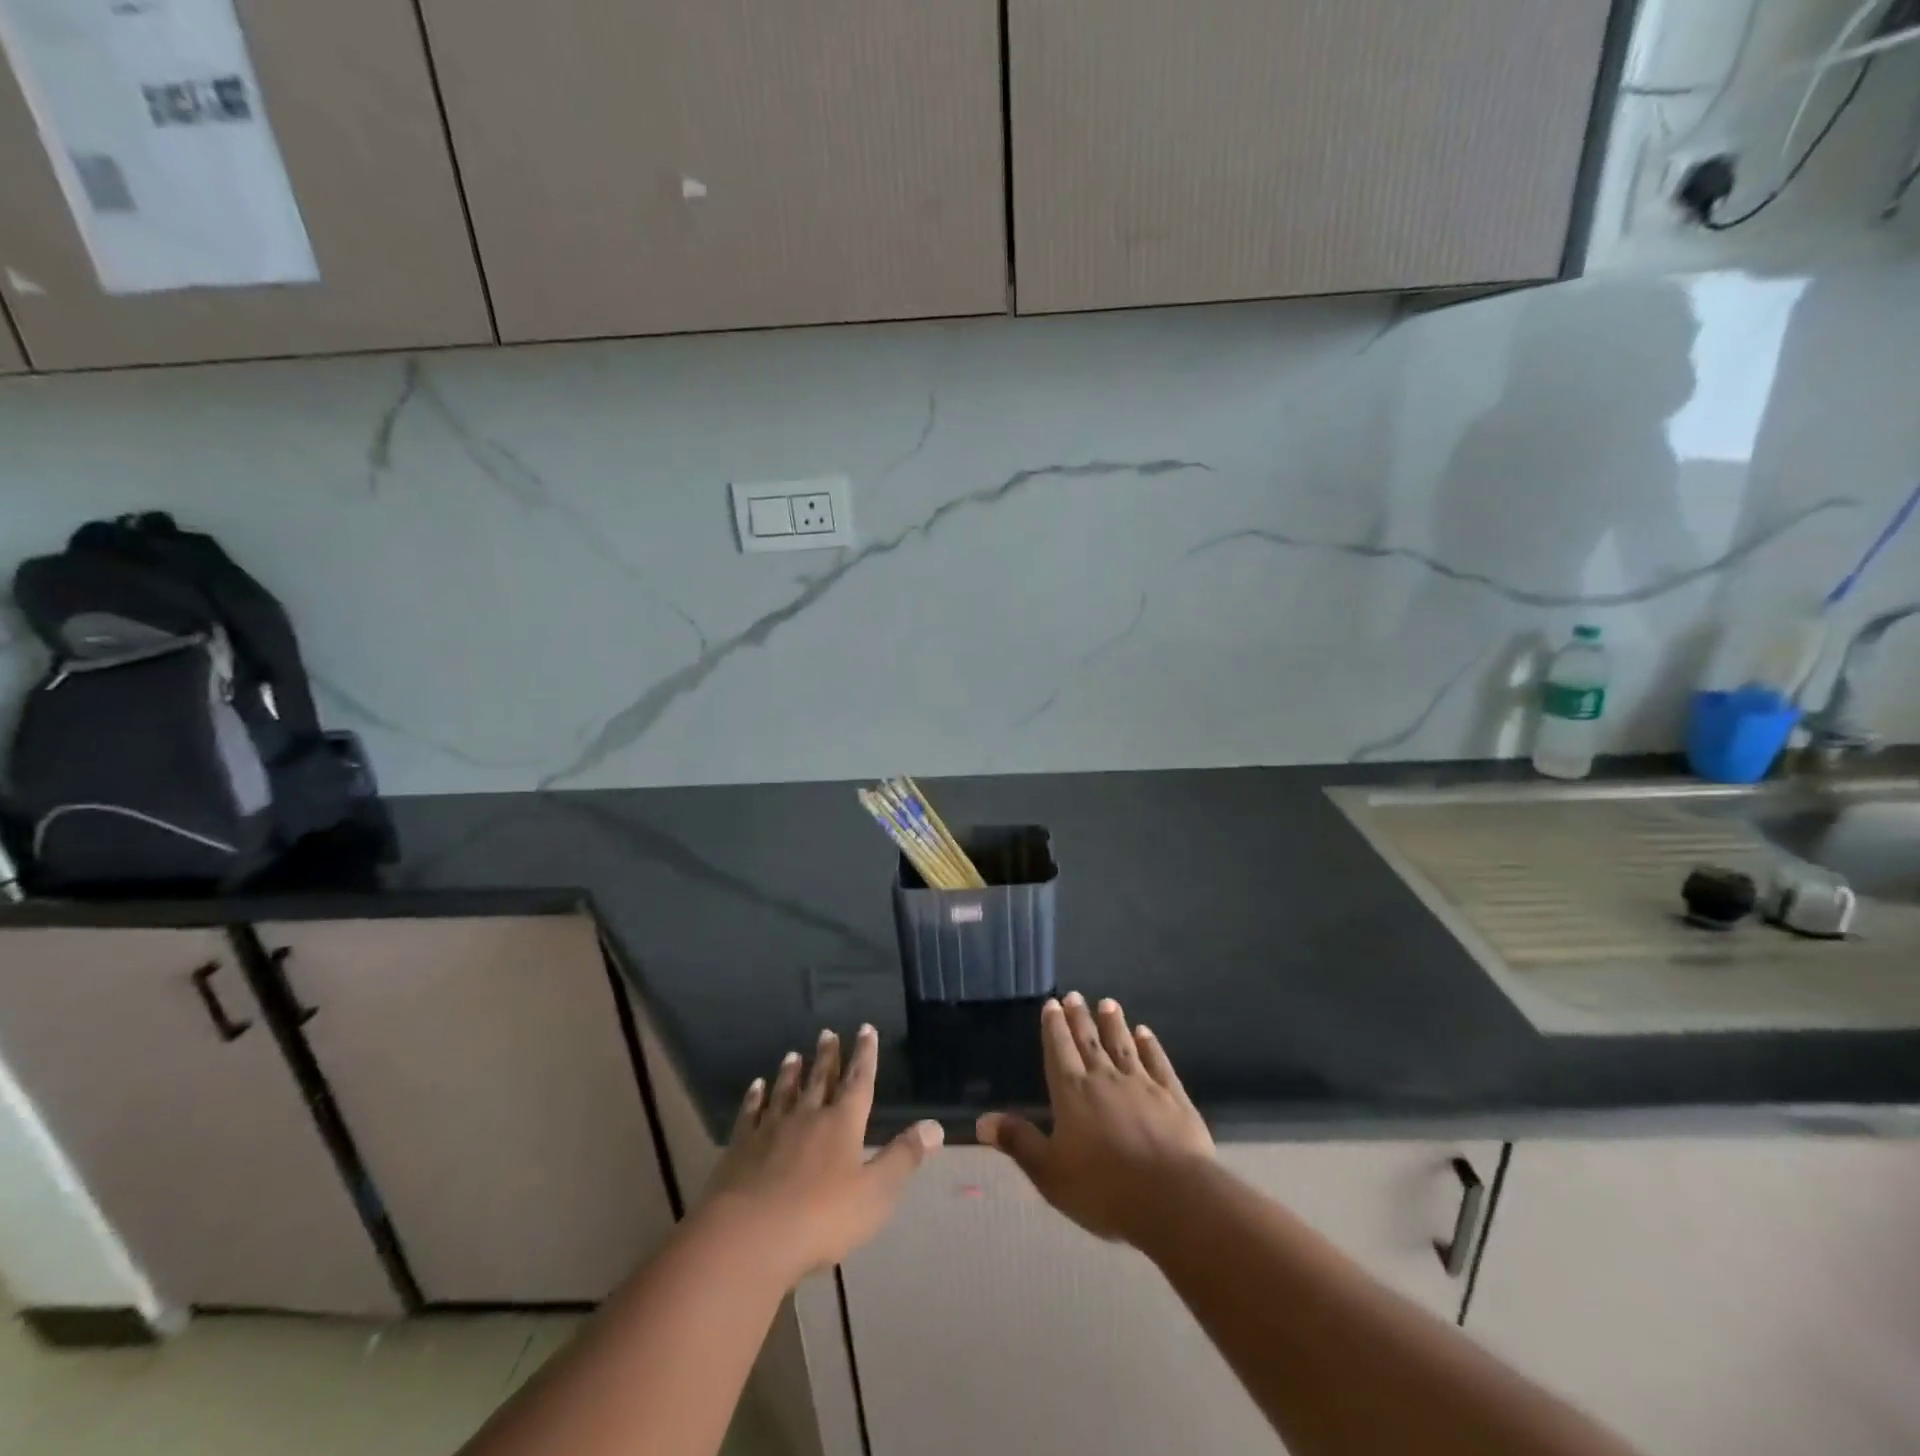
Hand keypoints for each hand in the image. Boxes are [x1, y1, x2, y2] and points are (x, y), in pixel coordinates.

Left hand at [701, 1024, 942, 1283]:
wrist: (749, 1236)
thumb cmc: (821, 1218)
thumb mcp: (875, 1193)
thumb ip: (903, 1157)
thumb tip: (935, 1125)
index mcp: (842, 1124)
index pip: (858, 1081)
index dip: (865, 1055)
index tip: (866, 1029)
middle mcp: (808, 1116)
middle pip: (820, 1080)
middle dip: (827, 1056)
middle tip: (827, 1032)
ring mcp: (771, 1129)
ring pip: (784, 1091)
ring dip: (791, 1073)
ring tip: (793, 1054)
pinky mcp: (741, 1147)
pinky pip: (750, 1113)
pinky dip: (754, 1098)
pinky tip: (755, 1087)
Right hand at [977, 993, 1213, 1244]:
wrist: (1172, 1198)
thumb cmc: (1104, 1189)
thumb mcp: (1050, 1173)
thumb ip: (1019, 1142)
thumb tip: (982, 1120)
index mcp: (1072, 1093)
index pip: (1059, 1051)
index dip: (1054, 1028)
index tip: (1052, 1004)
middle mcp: (1105, 1078)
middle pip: (1089, 1041)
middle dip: (1079, 1018)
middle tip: (1074, 995)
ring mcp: (1142, 1084)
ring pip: (1123, 1045)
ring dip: (1113, 1024)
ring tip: (1108, 1003)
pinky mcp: (1172, 1096)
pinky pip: (1157, 1062)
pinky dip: (1150, 1045)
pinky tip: (1145, 1033)